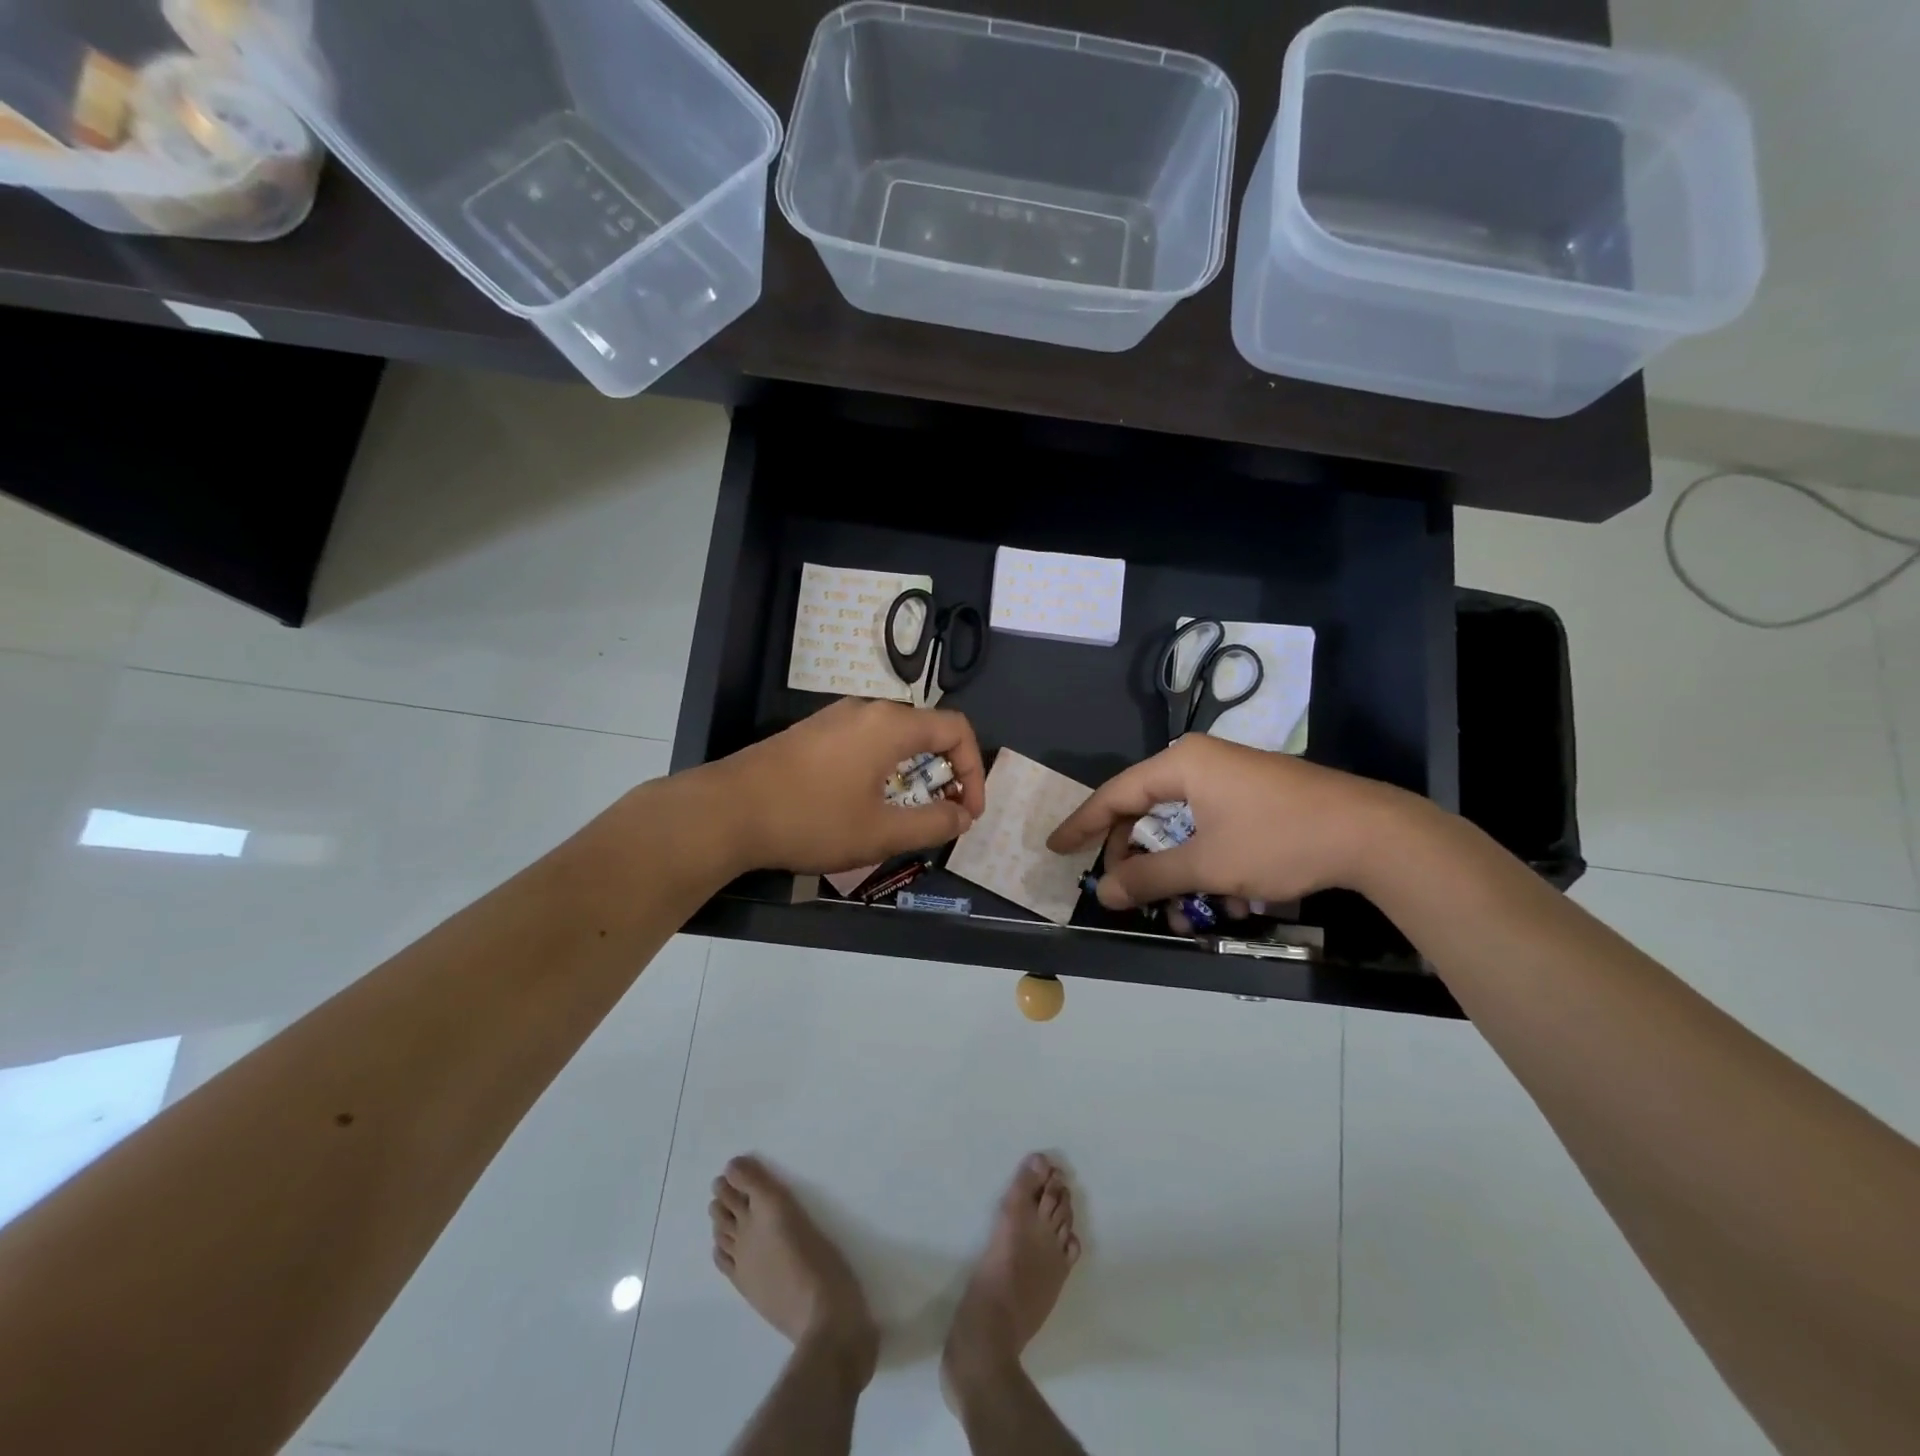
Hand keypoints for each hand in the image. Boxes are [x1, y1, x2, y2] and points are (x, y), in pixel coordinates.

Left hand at [713, 698, 986, 874]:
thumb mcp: (880, 833)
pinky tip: (864, 803)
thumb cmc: (811, 820)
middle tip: (941, 814)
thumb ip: (932, 824)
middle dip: (945, 773)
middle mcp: (866, 710)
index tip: (967, 812)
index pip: (956, 730)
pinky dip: (883, 769)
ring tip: (906, 814)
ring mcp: (835, 718)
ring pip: (894, 738)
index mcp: (890, 725)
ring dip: (913, 774)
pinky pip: (865, 743)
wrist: (726, 811)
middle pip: (926, 731)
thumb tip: (962, 816)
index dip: (974, 770)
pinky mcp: (812, 733)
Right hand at [1046, 735, 1416, 909]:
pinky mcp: (1255, 797)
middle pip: (1146, 810)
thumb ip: (1150, 878)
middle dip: (1137, 858)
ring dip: (1177, 870)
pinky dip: (1208, 862)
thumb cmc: (1279, 841)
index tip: (1055, 847)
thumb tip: (1104, 891)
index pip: (1115, 795)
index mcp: (1181, 764)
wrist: (1374, 835)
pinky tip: (1226, 900)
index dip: (1082, 825)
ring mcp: (1231, 778)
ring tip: (1185, 912)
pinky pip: (1212, 828)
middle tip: (1125, 892)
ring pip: (1182, 826)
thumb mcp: (1208, 865)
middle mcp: (1200, 762)